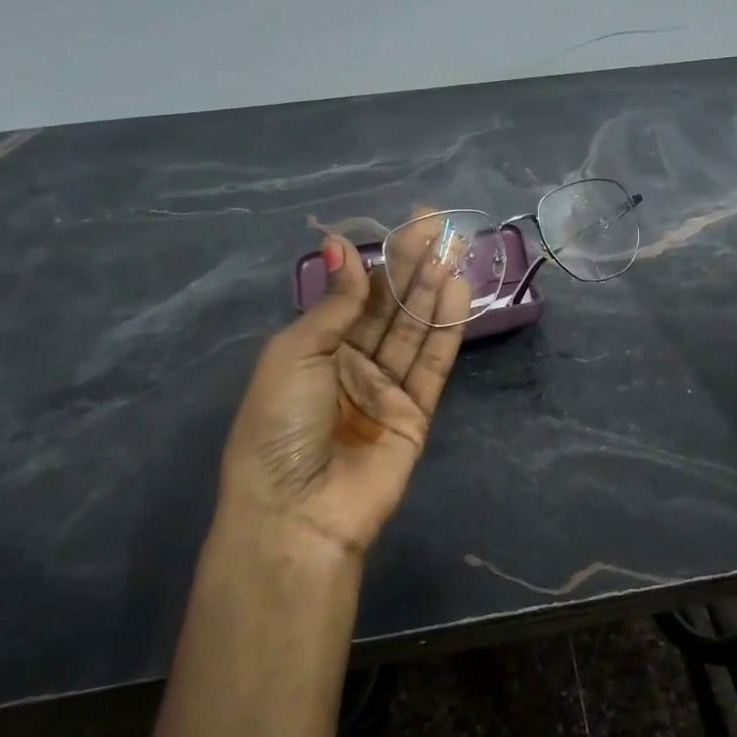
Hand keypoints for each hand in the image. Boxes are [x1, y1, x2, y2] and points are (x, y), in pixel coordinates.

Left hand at [215, 212, 473, 564]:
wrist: (297, 513)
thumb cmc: (280, 426)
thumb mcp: (295, 354)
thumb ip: (334, 304)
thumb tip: (341, 246)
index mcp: (313, 349)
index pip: (355, 294)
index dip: (381, 258)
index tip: (410, 223)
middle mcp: (350, 364)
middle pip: (389, 307)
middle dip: (413, 265)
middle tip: (440, 225)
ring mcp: (385, 390)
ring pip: (414, 331)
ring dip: (433, 290)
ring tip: (455, 250)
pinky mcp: (415, 415)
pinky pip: (432, 366)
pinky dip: (446, 331)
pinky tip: (457, 293)